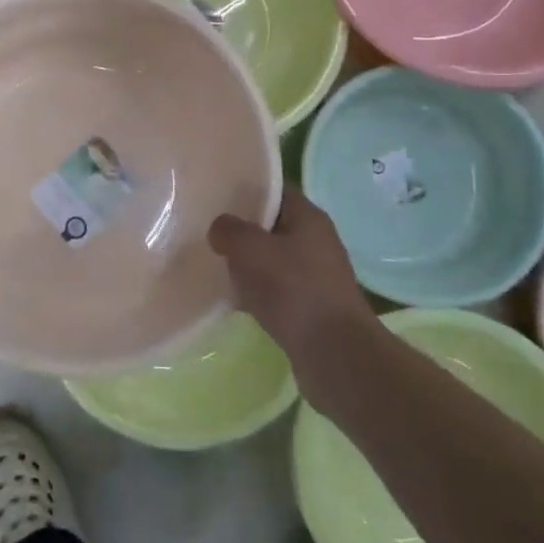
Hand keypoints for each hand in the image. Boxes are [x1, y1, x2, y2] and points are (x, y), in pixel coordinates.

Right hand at [209, 188, 376, 368]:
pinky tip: (233, 300)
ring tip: (215, 265)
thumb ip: (228, 230)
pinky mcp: (311, 307)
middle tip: (209, 230)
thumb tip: (221, 229)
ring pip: (272, 259)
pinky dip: (256, 292)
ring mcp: (316, 276)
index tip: (216, 194)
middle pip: (272, 225)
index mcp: (308, 217)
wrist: (334, 354)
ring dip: (247, 264)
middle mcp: (316, 242)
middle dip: (242, 229)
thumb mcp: (249, 248)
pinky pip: (276, 290)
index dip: (246, 189)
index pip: (274, 190)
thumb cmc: (292, 289)